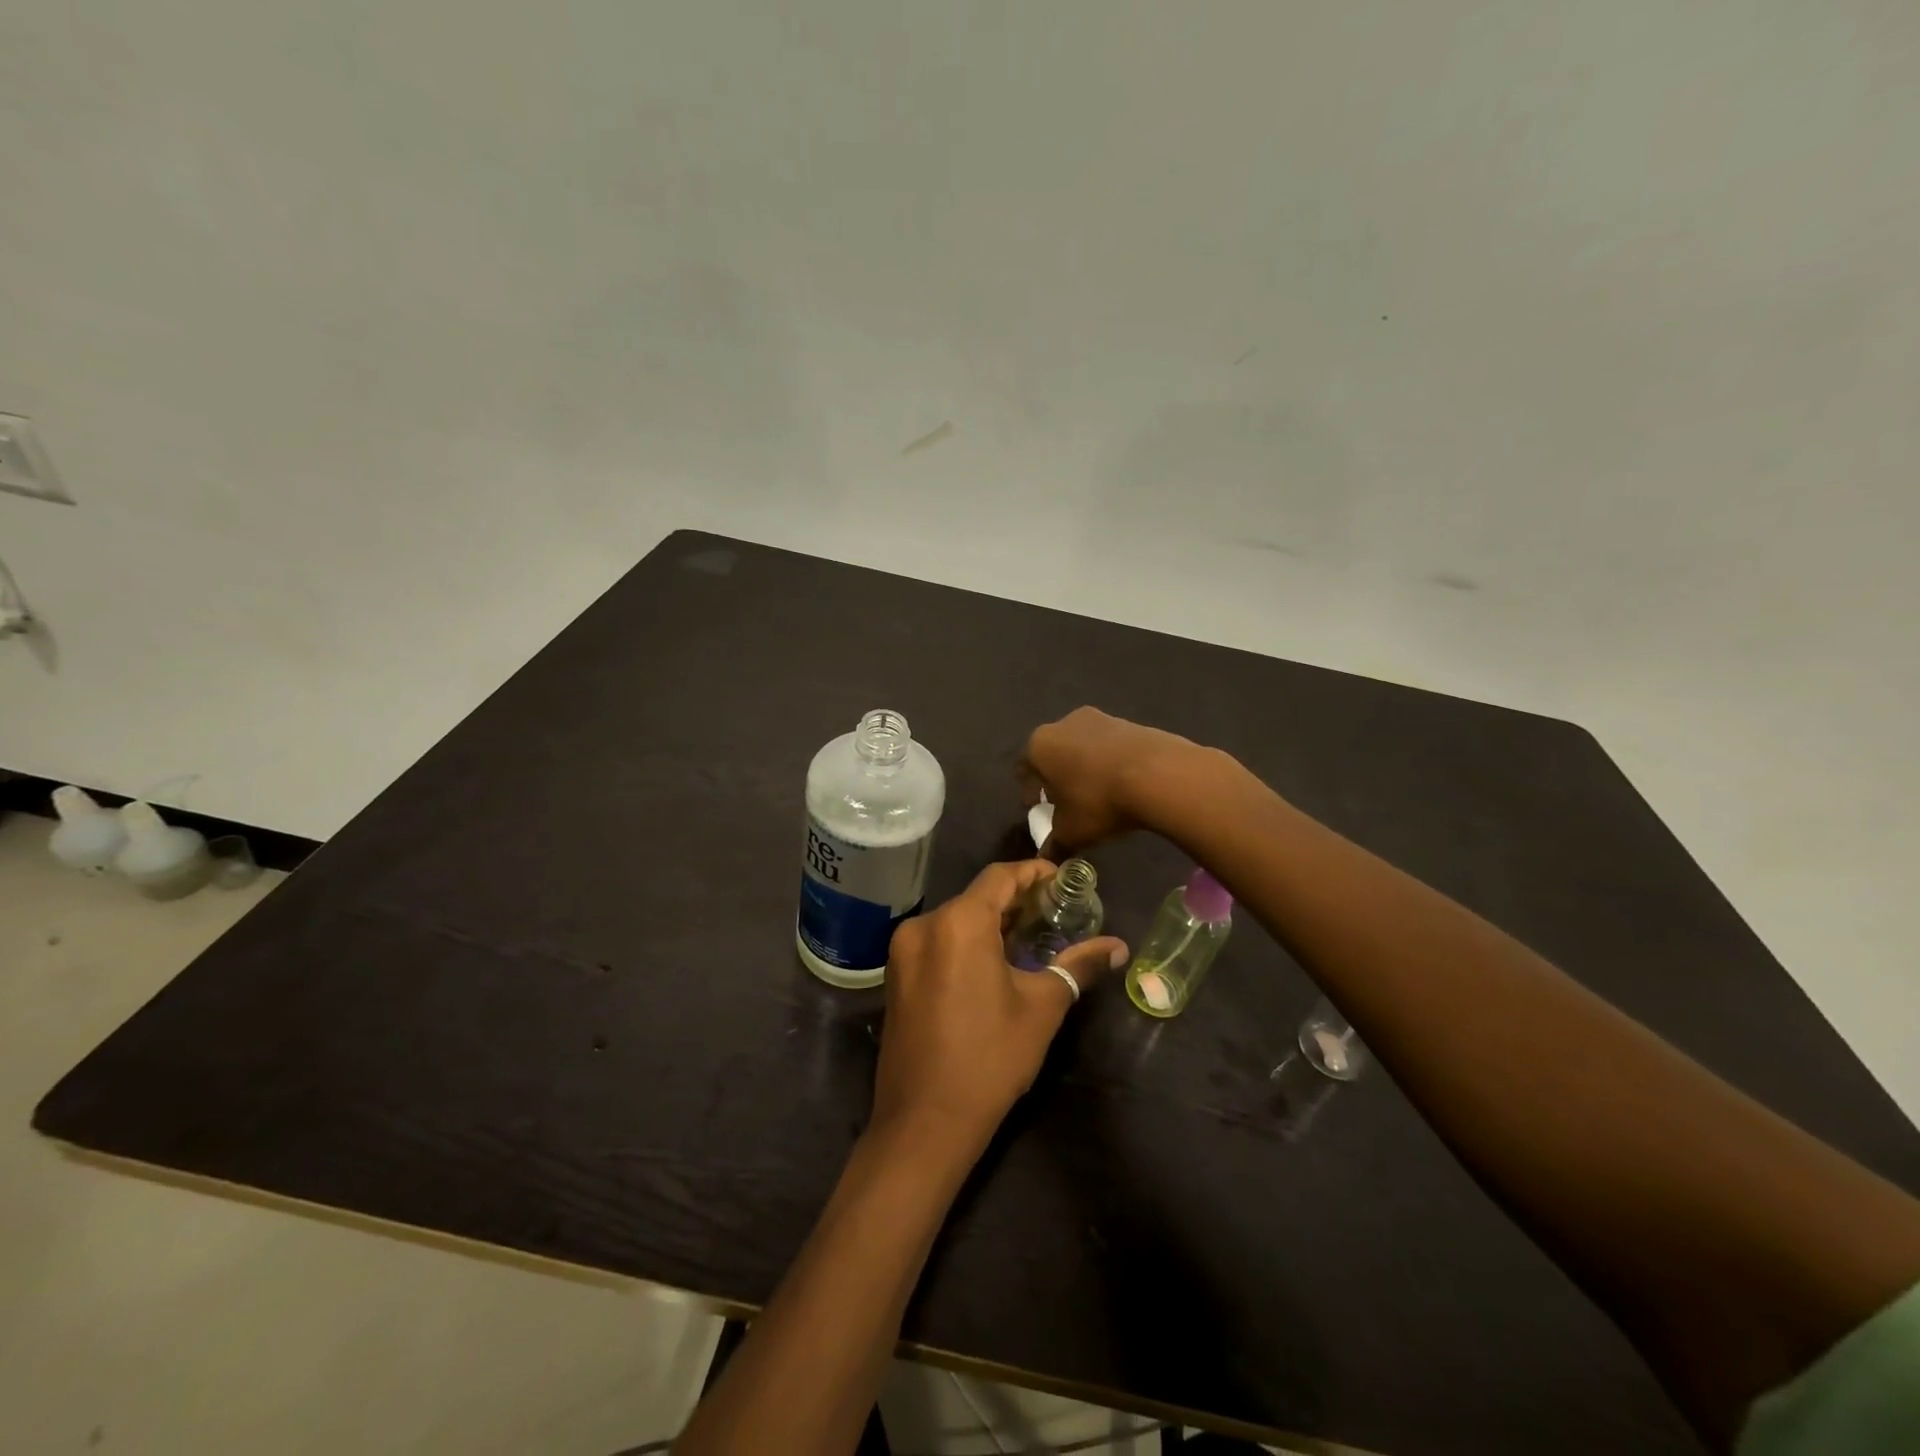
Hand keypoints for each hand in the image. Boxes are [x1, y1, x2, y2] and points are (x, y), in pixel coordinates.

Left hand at [875, 861, 1128, 1152]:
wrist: (924, 1122)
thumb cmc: (989, 1058)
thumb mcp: (1042, 1008)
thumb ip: (1078, 966)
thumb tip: (1118, 946)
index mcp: (958, 923)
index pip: (1000, 877)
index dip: (1034, 873)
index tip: (1064, 880)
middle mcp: (924, 926)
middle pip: (976, 897)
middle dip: (1016, 901)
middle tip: (1055, 913)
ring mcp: (903, 952)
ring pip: (956, 920)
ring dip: (992, 923)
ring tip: (1031, 937)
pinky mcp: (896, 977)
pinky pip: (938, 943)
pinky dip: (967, 942)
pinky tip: (994, 963)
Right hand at [1021, 707, 1211, 850]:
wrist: (1158, 774)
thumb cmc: (1098, 801)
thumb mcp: (1071, 831)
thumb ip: (1054, 842)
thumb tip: (1046, 856)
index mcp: (1039, 746)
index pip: (1023, 768)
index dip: (1028, 791)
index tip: (1039, 808)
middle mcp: (1063, 724)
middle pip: (1052, 753)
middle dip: (1057, 776)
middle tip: (1067, 801)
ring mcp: (1099, 718)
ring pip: (1082, 746)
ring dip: (1084, 767)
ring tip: (1099, 794)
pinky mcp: (1129, 722)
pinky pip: (1110, 746)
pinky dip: (1110, 762)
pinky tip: (1123, 784)